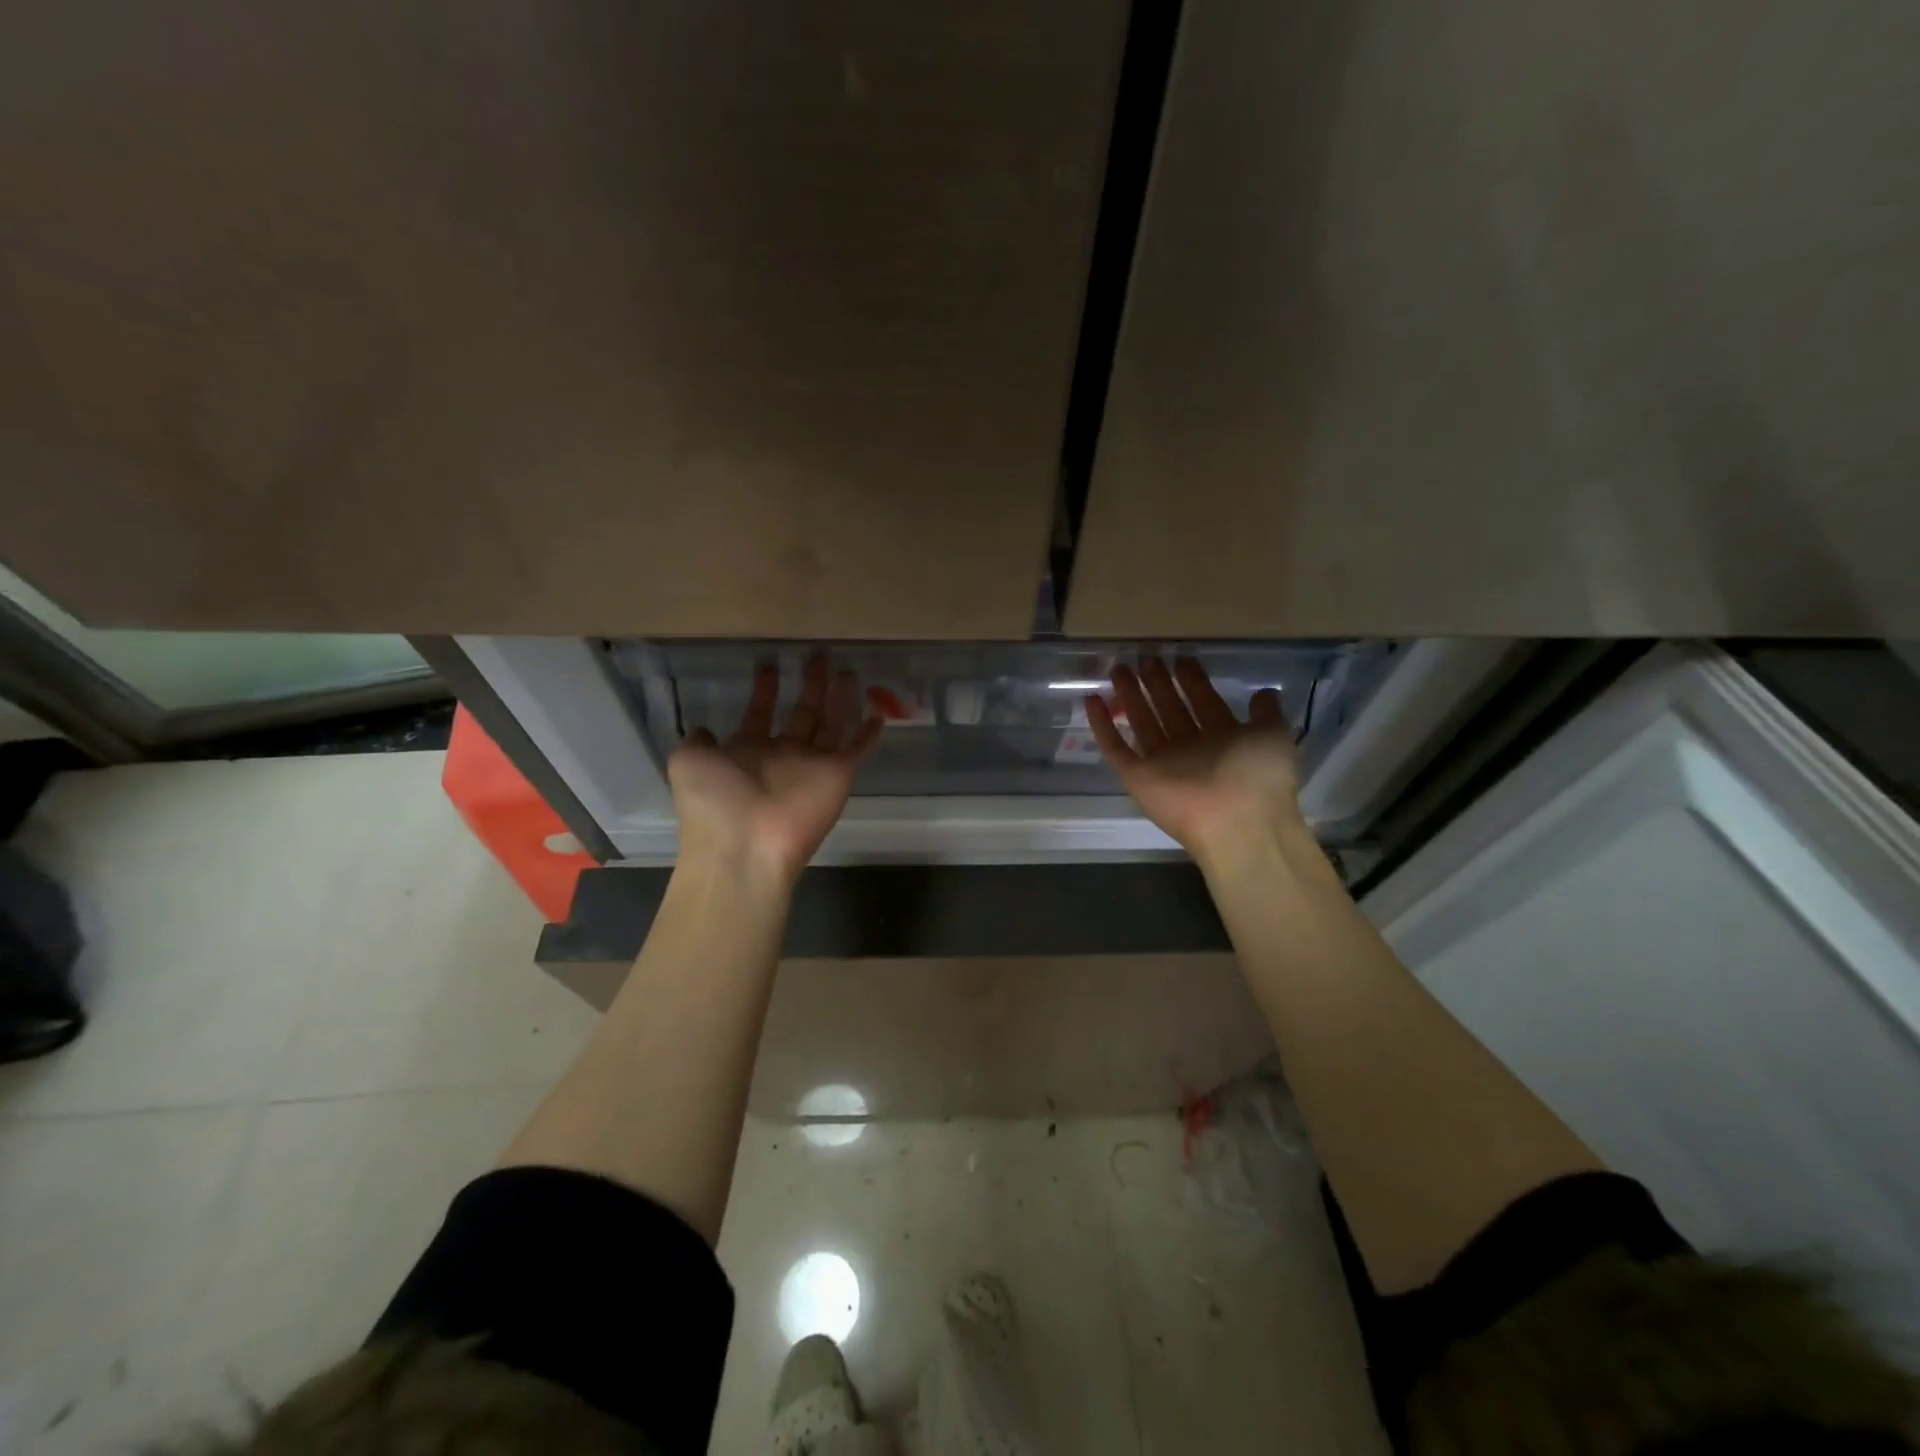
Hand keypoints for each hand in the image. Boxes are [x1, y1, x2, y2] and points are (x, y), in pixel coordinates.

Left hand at [668, 654, 882, 886]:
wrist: (745, 844)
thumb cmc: (713, 802)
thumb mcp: (688, 762)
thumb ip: (697, 741)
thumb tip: (705, 729)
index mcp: (747, 751)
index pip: (760, 713)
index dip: (765, 690)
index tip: (769, 664)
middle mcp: (783, 755)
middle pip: (802, 713)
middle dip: (810, 685)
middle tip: (819, 656)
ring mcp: (813, 765)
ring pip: (832, 723)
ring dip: (841, 698)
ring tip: (849, 670)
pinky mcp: (839, 775)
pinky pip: (858, 749)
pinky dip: (868, 733)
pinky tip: (879, 712)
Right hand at [1086, 656, 1304, 863]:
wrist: (1236, 821)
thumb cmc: (1258, 774)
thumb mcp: (1274, 734)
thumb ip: (1266, 712)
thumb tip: (1263, 693)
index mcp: (1224, 739)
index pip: (1203, 703)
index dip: (1192, 681)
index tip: (1180, 658)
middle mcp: (1192, 749)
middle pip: (1170, 709)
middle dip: (1157, 683)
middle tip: (1145, 658)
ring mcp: (1162, 763)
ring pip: (1142, 722)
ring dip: (1130, 696)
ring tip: (1118, 669)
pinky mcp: (1137, 777)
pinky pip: (1115, 749)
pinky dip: (1102, 726)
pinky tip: (1092, 700)